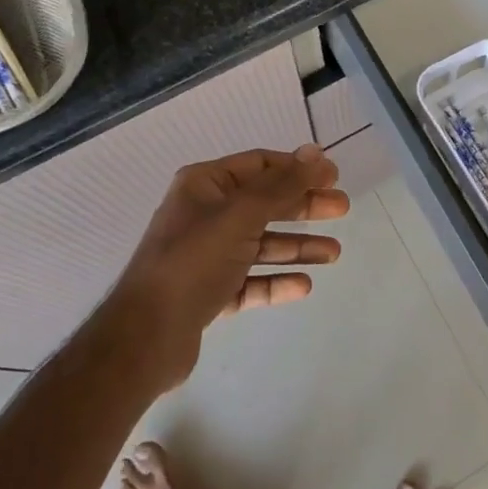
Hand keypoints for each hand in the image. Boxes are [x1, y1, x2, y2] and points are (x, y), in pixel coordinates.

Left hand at [109, 145, 348, 388]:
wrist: (145, 337)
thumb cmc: (194, 261)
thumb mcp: (241, 215)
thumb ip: (282, 185)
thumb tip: (315, 152)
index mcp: (204, 185)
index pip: (260, 165)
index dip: (297, 168)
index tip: (334, 176)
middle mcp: (204, 215)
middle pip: (264, 204)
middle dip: (303, 207)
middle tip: (342, 210)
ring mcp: (205, 256)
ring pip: (260, 244)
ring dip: (296, 246)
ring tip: (333, 254)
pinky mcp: (208, 293)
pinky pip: (250, 281)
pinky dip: (275, 281)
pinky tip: (303, 285)